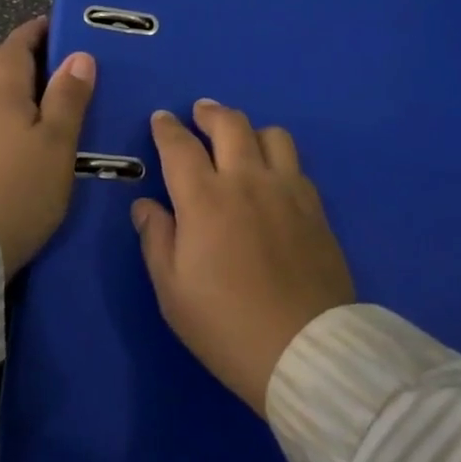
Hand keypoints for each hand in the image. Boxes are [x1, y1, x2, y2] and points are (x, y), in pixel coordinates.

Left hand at [0, 16, 94, 276]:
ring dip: (6, 73)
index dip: (38, 31)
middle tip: (55, 59)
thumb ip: (68, 96)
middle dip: (20, 49)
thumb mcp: (58, 141)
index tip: (62, 27)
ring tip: (39, 87)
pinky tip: (17, 120)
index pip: (17, 43)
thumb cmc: (22, 187)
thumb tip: (80, 56)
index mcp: (1, 87)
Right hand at [133, 101, 354, 415]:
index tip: (161, 118)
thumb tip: (145, 205)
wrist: (304, 349)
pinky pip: (296, 164)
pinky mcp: (314, 206)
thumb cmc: (226, 325)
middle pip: (229, 124)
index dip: (167, 128)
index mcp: (205, 198)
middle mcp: (246, 180)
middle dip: (209, 112)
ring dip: (249, 129)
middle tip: (200, 112)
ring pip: (270, 134)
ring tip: (240, 140)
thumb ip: (156, 239)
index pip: (180, 146)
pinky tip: (272, 175)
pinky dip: (278, 157)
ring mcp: (286, 189)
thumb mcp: (173, 291)